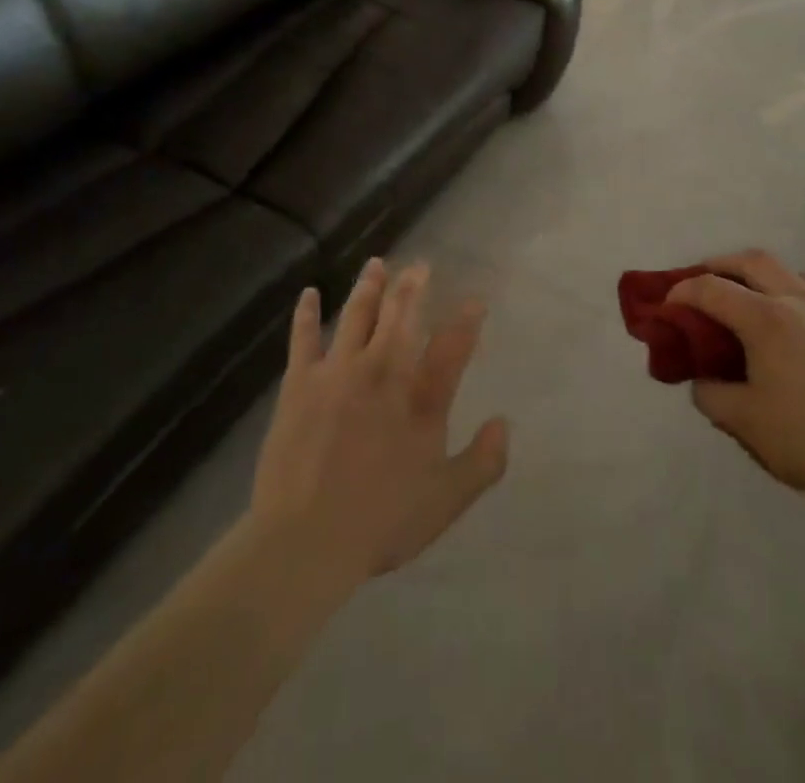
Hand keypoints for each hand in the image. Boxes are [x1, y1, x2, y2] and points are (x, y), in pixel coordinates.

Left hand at [249, 258, 509, 584]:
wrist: (306, 540)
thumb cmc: (381, 522)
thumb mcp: (446, 501)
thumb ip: (482, 462)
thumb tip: (504, 423)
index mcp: (421, 399)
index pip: (452, 347)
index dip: (467, 321)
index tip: (475, 300)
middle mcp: (383, 371)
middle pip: (402, 316)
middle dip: (413, 287)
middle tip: (420, 265)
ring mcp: (339, 372)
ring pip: (357, 315)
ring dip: (369, 287)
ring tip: (377, 263)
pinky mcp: (301, 383)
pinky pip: (304, 338)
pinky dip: (307, 314)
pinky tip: (309, 293)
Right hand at [670, 250, 804, 512]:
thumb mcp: (744, 422)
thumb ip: (711, 394)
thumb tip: (704, 381)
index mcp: (766, 319)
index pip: (711, 288)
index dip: (683, 291)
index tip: (669, 305)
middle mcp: (800, 301)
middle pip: (753, 261)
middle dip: (721, 265)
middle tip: (706, 283)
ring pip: (794, 273)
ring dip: (767, 278)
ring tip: (757, 303)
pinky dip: (801, 300)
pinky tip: (803, 333)